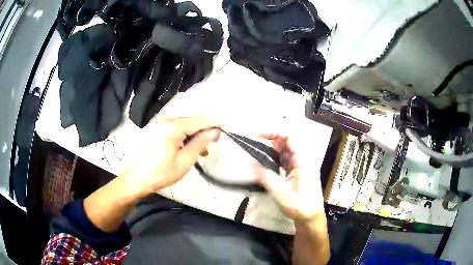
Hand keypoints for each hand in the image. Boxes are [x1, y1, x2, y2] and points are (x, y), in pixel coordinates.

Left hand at [120, 117, 220, 195]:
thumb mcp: (184, 161)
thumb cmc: (161, 173)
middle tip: (216, 141)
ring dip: (195, 134)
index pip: (200, 120)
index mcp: (173, 126)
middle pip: (192, 120)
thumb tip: (215, 131)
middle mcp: (166, 120)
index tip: (227, 129)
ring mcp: (159, 123)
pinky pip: (175, 128)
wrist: (136, 178)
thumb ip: (200, 143)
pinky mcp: (156, 129)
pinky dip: (185, 135)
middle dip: (206, 129)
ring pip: (184, 124)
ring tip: (203, 149)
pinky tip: (189, 146)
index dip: (215, 124)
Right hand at [253, 133, 324, 223]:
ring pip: (287, 149)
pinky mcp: (299, 171)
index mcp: (303, 161)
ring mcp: (302, 165)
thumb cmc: (300, 206)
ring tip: (260, 156)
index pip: (291, 137)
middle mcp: (304, 159)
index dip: (275, 132)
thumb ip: (266, 177)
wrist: (311, 217)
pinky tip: (268, 164)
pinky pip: (287, 158)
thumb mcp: (281, 194)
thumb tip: (250, 163)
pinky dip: (277, 158)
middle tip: (257, 146)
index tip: (259, 134)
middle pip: (289, 140)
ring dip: (274, 149)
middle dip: (272, 140)